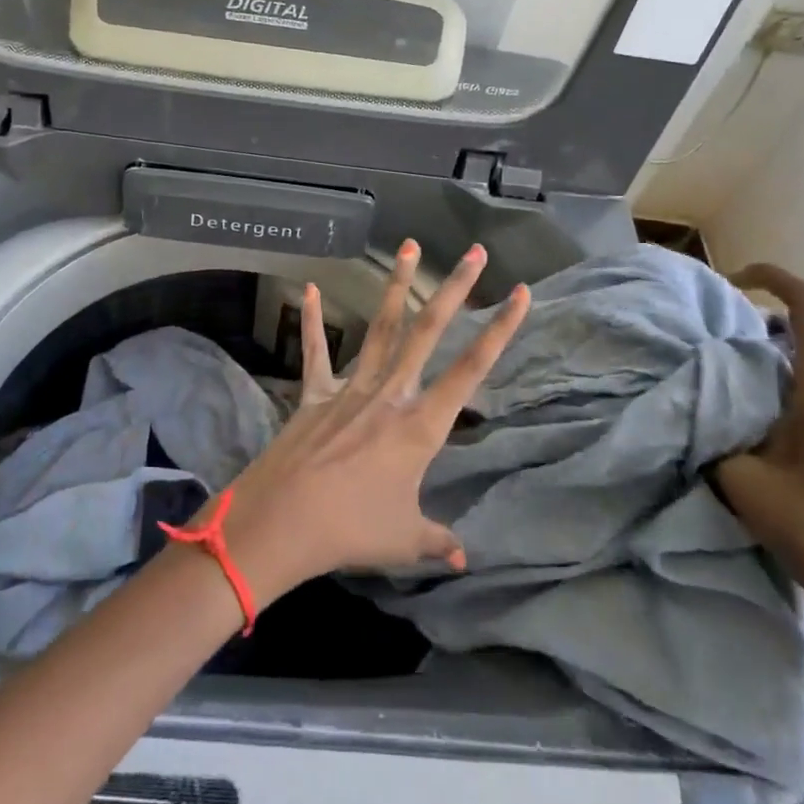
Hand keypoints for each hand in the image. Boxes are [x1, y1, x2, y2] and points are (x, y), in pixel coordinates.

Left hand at [216, 240, 528, 604]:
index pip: (472, 370)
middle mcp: (391, 394)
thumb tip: (463, 557)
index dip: (500, 330)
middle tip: (475, 252)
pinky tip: (307, 287)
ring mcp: (351, 388)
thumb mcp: (404, 540)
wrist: (283, 520)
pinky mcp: (315, 394)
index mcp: (420, 426)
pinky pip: (316, 352)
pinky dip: (311, 320)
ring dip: (397, 286)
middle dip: (455, 289)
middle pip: (429, 330)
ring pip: (381, 327)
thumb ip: (436, 540)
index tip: (521, 293)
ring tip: (409, 246)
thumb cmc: (351, 530)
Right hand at [715, 264, 803, 676]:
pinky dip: (794, 399)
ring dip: (776, 374)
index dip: (773, 278)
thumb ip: (712, 433)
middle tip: (717, 361)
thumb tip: (696, 412)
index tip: (736, 280)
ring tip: (737, 405)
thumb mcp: (740, 478)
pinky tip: (772, 441)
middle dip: (759, 338)